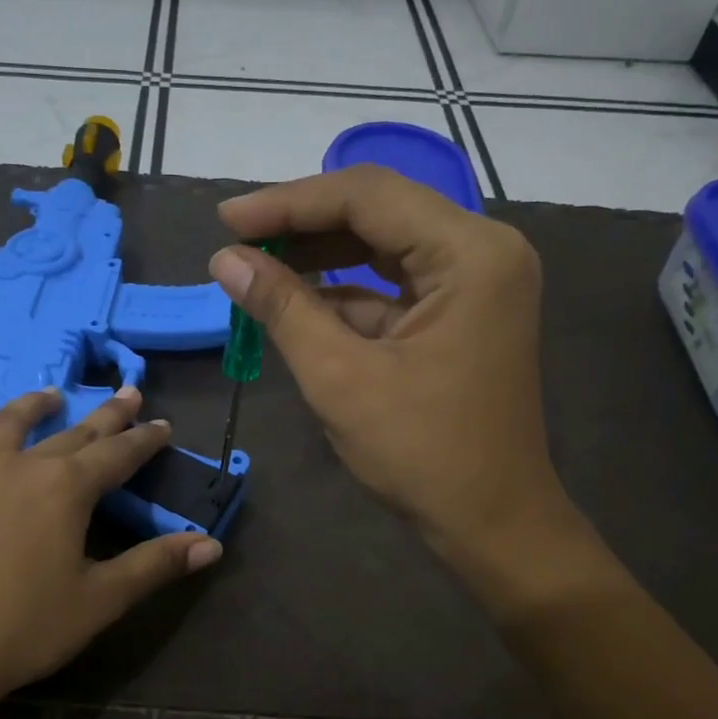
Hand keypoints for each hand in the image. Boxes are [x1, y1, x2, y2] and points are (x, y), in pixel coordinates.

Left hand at [0, 386, 221, 718]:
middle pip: (69, 434)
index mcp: (64, 488)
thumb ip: (156, 565)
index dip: (144, 440)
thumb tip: (211, 544)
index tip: (163, 424)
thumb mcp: (101, 600)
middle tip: (126, 393)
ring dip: (28, 409)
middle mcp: (16, 470)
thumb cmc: (24, 628)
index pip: (116, 454)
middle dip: (104, 416)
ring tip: (47, 395)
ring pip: (0, 431)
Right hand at [210, 166, 585, 589]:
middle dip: (303, 225)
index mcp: (470, 253)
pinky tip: (297, 300)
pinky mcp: (462, 314)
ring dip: (320, 257)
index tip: (226, 219)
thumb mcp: (341, 378)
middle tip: (237, 241)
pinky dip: (345, 292)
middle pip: (379, 211)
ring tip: (256, 266)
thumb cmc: (422, 454)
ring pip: (383, 246)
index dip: (288, 203)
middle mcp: (482, 251)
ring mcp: (476, 282)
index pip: (367, 196)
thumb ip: (283, 308)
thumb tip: (226, 260)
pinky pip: (394, 285)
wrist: (492, 522)